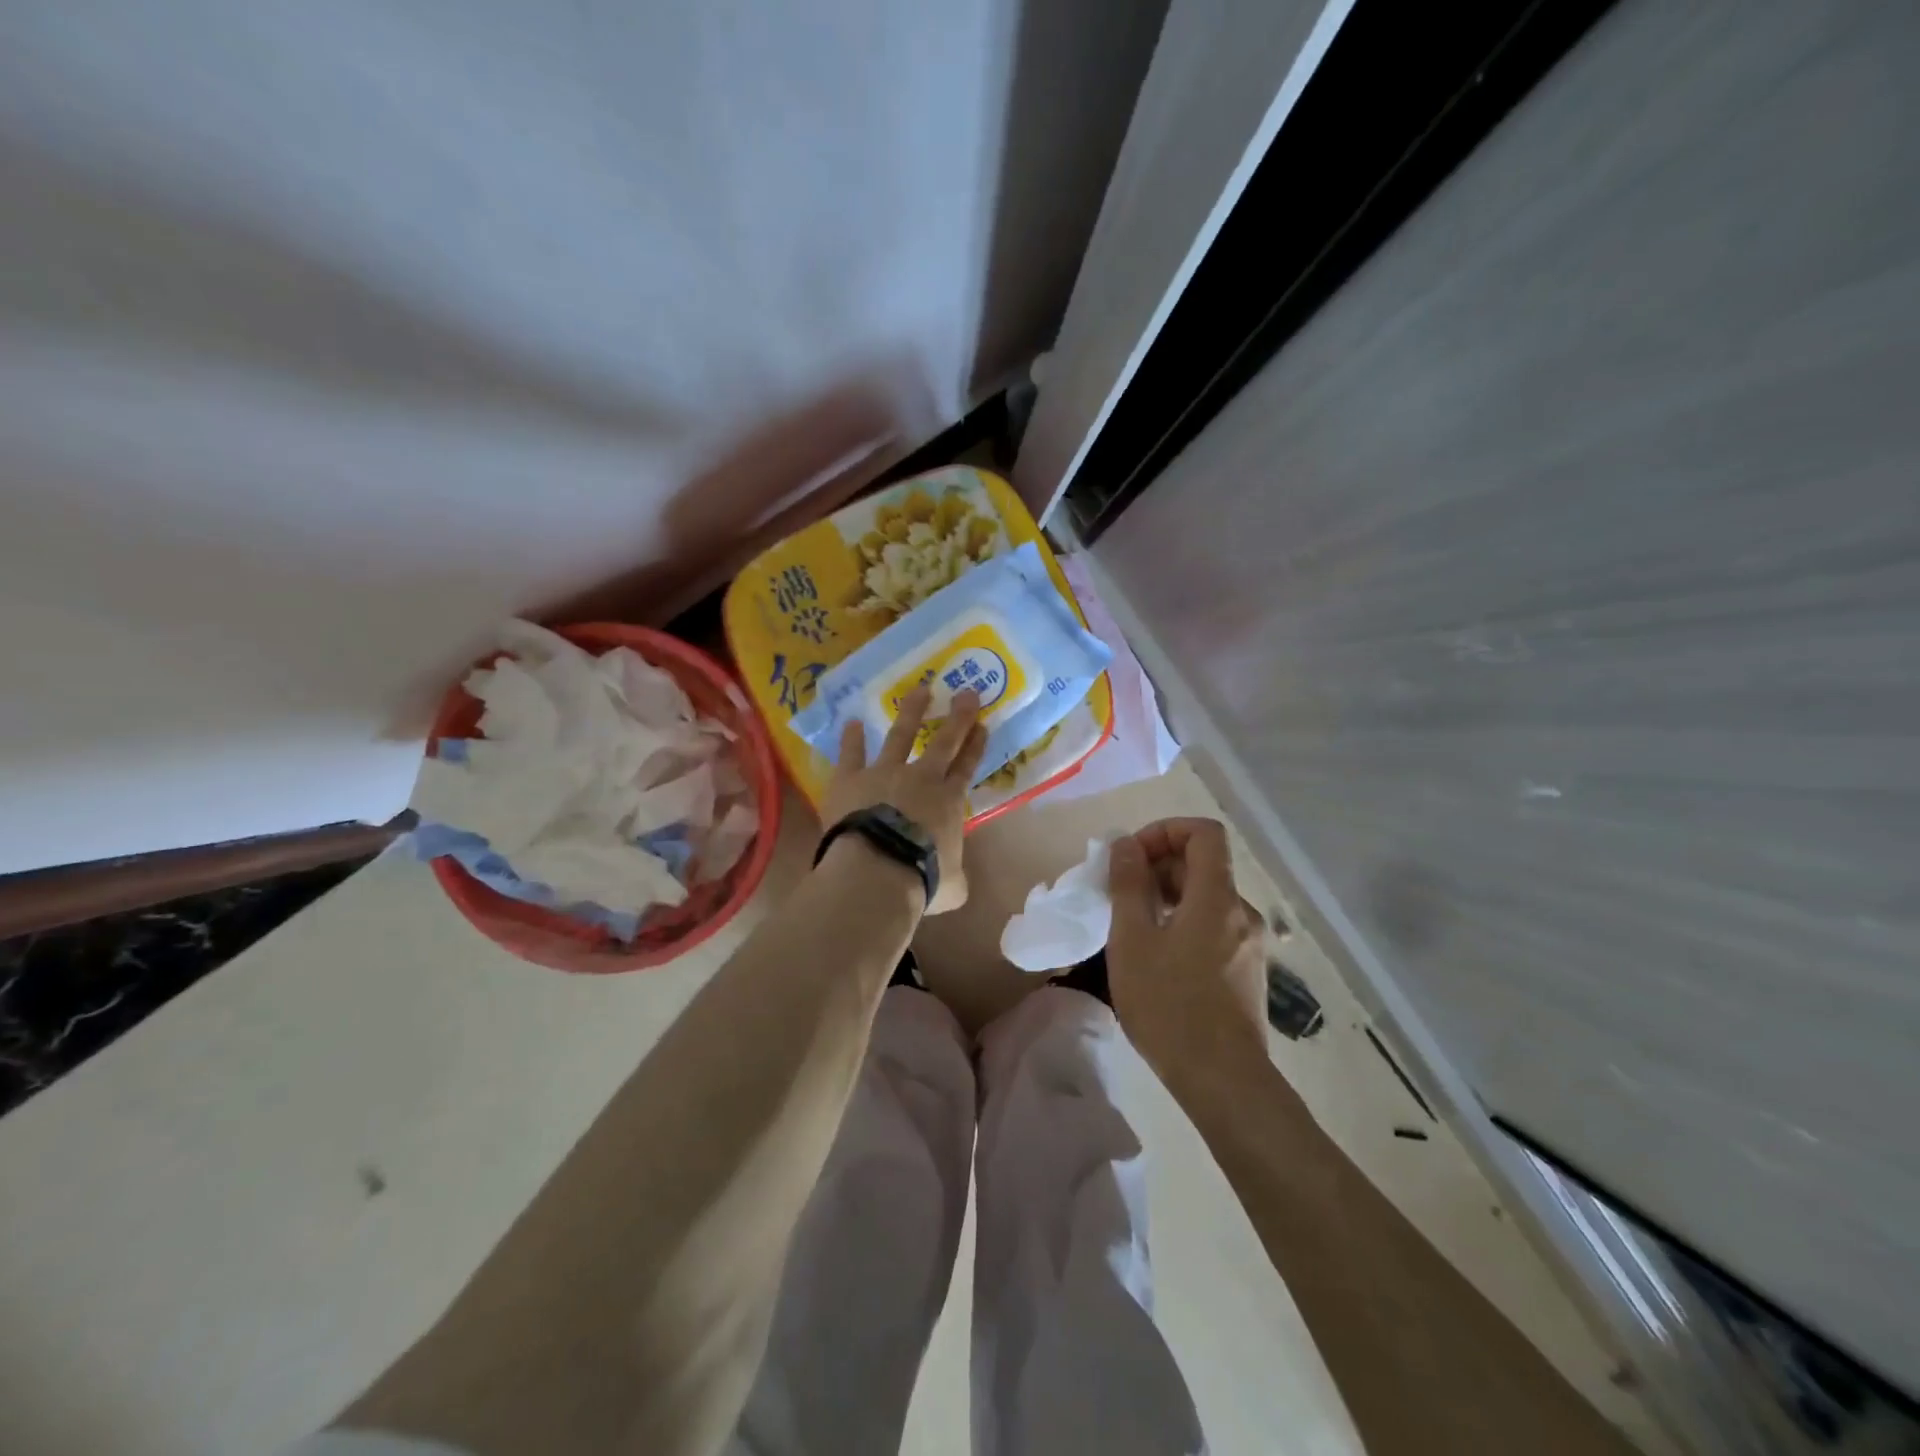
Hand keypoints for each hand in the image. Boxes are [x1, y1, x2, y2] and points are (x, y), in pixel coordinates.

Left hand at [820, 684, 986, 914]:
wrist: (877, 870)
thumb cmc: (921, 878)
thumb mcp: (952, 886)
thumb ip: (956, 877)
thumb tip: (956, 882)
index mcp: (948, 801)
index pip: (966, 767)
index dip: (975, 745)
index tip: (982, 724)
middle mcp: (921, 778)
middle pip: (944, 741)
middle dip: (958, 716)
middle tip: (966, 692)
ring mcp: (884, 773)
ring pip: (901, 734)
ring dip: (912, 711)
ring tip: (920, 690)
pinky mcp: (851, 778)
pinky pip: (852, 753)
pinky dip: (852, 738)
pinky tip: (851, 723)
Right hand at [1106, 818, 1268, 1092]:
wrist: (1222, 1080)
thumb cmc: (1169, 1005)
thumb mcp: (1132, 940)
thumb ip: (1128, 885)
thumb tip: (1126, 845)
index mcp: (1218, 897)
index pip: (1204, 833)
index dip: (1165, 831)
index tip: (1132, 856)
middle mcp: (1242, 912)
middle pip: (1203, 865)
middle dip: (1158, 867)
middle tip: (1119, 895)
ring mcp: (1249, 943)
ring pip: (1207, 898)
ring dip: (1167, 897)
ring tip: (1132, 927)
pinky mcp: (1247, 970)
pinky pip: (1214, 926)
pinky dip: (1184, 922)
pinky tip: (1158, 956)